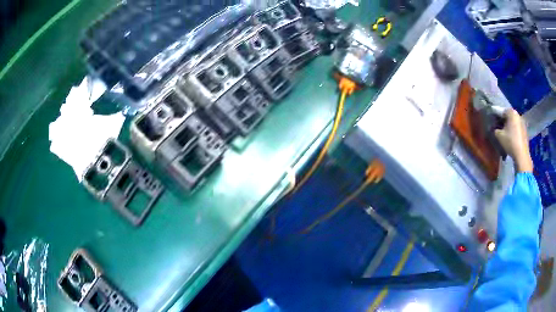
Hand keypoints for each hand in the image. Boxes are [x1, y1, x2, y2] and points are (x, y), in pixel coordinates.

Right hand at [494, 109, 532, 172]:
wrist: (521, 155)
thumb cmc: (510, 142)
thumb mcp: (499, 136)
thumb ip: (495, 129)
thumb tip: (495, 128)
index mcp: (511, 112)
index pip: (502, 111)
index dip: (497, 115)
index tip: (494, 120)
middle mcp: (517, 115)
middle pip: (508, 115)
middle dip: (504, 120)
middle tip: (499, 126)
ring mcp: (522, 122)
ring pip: (513, 122)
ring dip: (509, 125)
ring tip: (506, 132)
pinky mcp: (525, 130)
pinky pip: (517, 127)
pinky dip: (514, 130)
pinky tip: (512, 137)